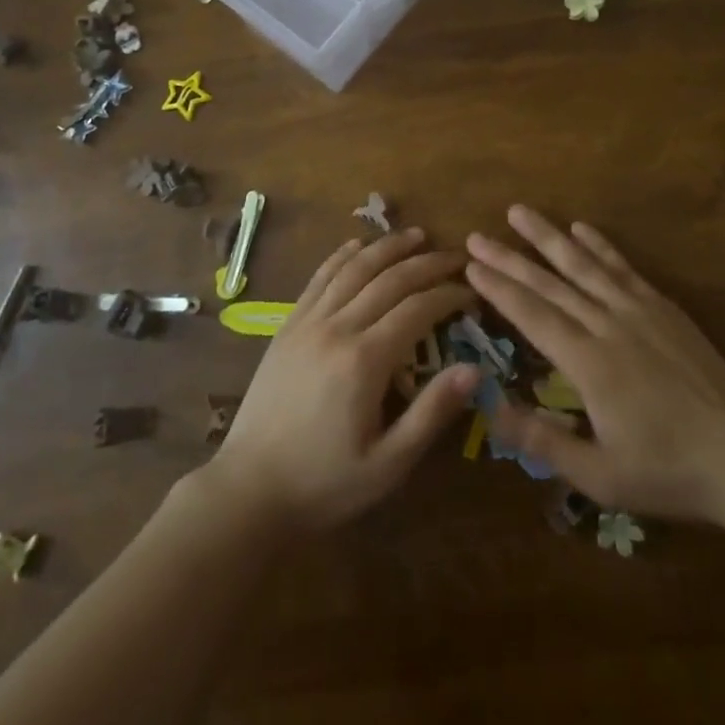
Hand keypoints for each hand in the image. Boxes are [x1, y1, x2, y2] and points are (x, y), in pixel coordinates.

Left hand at [205, 228, 480, 533]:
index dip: (449, 294)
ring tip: (415, 234)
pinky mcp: (288, 326)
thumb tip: (474, 369)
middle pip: (389, 280)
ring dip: (387, 247)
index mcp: (365, 361)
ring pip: (353, 269)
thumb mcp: (388, 463)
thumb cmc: (325, 483)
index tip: (472, 292)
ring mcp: (308, 323)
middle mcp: (337, 329)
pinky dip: (342, 256)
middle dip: (427, 263)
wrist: (249, 489)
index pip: (417, 309)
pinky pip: (318, 278)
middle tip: (456, 256)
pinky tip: (358, 245)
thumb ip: (432, 413)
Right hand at [466, 206, 724, 526]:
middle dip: (509, 258)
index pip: (532, 315)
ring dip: (549, 237)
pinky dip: (600, 245)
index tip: (471, 265)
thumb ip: (541, 441)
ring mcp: (638, 311)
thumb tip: (489, 409)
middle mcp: (607, 325)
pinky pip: (623, 268)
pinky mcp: (663, 308)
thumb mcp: (597, 476)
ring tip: (519, 212)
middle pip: (550, 284)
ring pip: (584, 265)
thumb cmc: (664, 471)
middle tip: (477, 236)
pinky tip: (581, 227)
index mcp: (588, 363)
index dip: (499, 289)